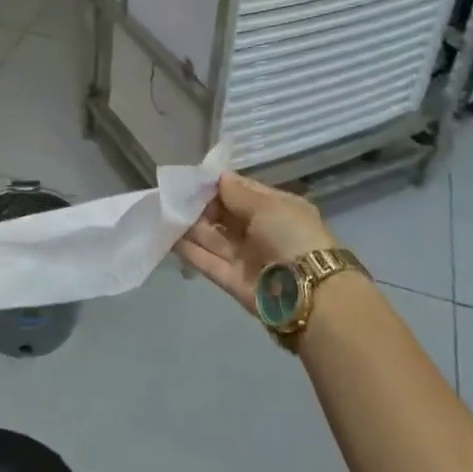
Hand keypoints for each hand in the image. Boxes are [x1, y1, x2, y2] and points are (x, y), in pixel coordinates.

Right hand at [176, 172, 333, 315]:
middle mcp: (262, 232)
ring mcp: (247, 258)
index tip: (193, 179)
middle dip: (202, 205)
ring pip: (214, 238)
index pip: (243, 192)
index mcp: (277, 210)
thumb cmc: (291, 237)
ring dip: (191, 226)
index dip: (219, 185)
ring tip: (165, 212)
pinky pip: (208, 261)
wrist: (307, 294)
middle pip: (226, 215)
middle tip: (174, 196)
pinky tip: (168, 236)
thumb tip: (219, 177)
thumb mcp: (268, 206)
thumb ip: (237, 193)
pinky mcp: (233, 281)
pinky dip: (189, 250)